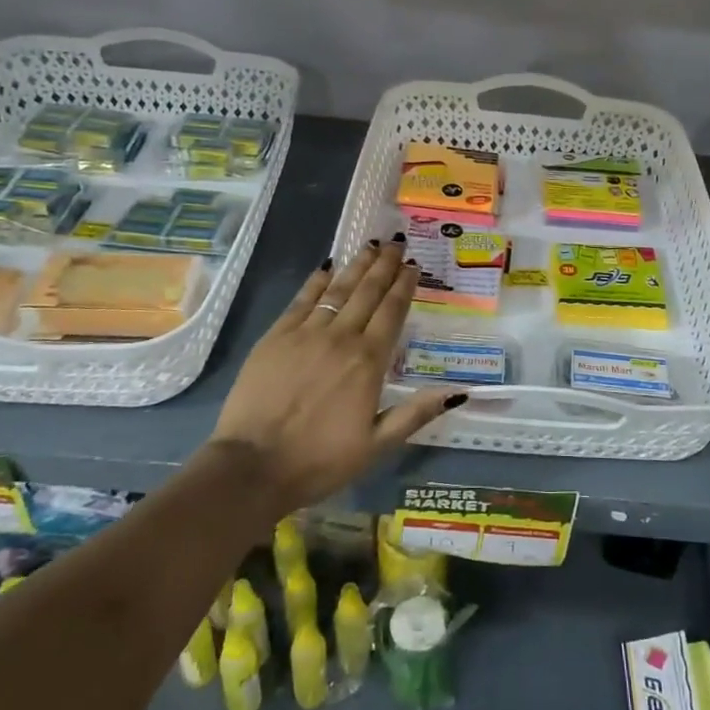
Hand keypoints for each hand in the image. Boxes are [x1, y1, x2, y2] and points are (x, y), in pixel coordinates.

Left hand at [206, 237, 461, 514]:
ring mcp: (306, 333)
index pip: (392, 312)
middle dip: (385, 266)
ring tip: (371, 246)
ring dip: (357, 266)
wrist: (252, 466)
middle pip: (368, 292)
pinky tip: (326, 267)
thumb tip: (457, 391)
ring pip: (338, 290)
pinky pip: (302, 300)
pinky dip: (316, 281)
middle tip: (397, 243)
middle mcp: (341, 338)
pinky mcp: (276, 337)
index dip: (405, 286)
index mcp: (369, 362)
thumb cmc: (320, 460)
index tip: (414, 266)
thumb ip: (415, 413)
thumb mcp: (377, 445)